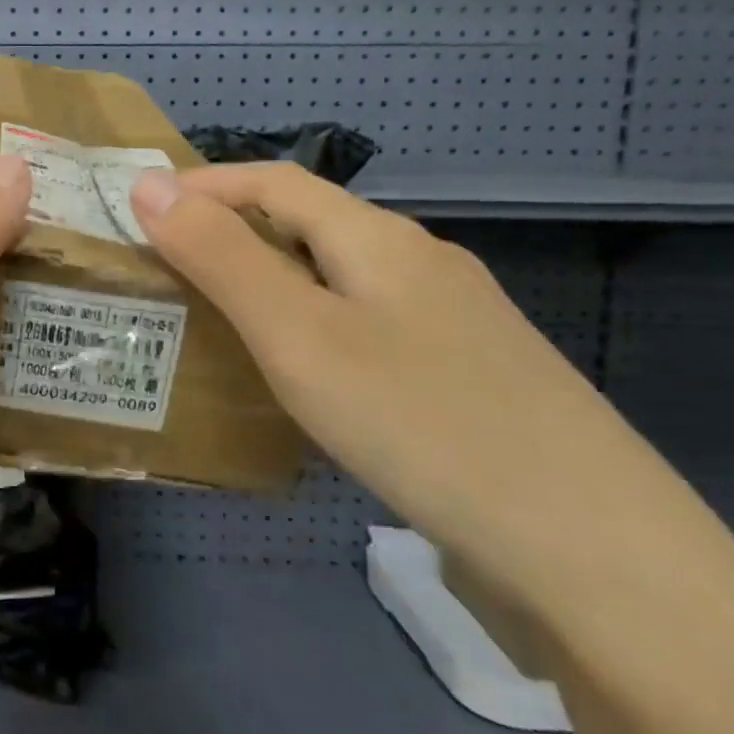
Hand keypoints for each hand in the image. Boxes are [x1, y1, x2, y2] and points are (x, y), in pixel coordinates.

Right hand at [128, 163, 668, 576]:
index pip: (274, 181)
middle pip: (310, 224)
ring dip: (275, 281)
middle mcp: (421, 262)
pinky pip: (369, 325)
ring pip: (341, 278)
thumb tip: (148, 185)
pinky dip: (314, 327)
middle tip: (169, 268)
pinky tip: (307, 376)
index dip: (204, 184)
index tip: (139, 207)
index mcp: (379, 238)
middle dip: (234, 231)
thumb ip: (221, 258)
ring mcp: (454, 321)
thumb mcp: (298, 336)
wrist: (594, 552)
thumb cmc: (419, 422)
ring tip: (222, 318)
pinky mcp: (469, 376)